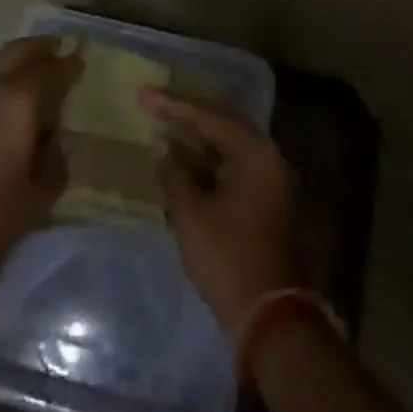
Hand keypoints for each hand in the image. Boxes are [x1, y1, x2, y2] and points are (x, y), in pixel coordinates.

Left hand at [0, 37, 82, 293]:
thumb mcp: (37, 199)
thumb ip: (55, 163)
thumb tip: (58, 140)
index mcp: (18, 102)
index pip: (50, 70)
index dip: (69, 65)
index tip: (81, 60)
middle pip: (18, 51)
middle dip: (40, 48)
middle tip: (59, 50)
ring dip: (19, 64)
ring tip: (39, 80)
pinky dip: (2, 83)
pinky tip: (12, 105)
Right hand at [142, 91, 303, 330]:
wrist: (269, 316)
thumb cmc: (227, 256)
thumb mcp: (190, 212)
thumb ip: (174, 173)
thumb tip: (165, 150)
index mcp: (254, 152)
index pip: (208, 116)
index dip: (172, 106)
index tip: (143, 95)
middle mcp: (267, 157)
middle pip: (221, 124)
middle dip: (186, 115)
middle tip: (154, 104)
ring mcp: (269, 180)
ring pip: (226, 146)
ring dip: (195, 139)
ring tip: (163, 127)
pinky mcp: (264, 201)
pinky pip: (231, 166)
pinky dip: (206, 161)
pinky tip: (181, 161)